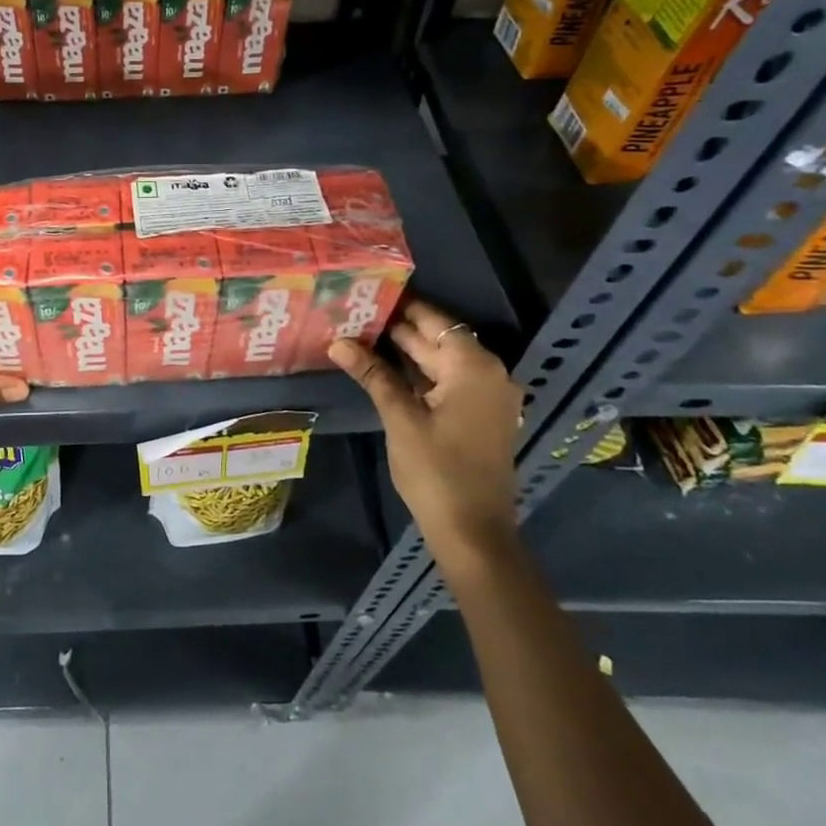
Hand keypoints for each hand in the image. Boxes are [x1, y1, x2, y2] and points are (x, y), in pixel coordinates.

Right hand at [329, 296, 522, 563]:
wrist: (473, 532)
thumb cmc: (436, 470)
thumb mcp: (400, 417)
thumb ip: (372, 374)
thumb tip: (338, 341)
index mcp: (473, 366)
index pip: (433, 321)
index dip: (400, 307)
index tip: (366, 293)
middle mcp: (487, 374)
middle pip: (437, 339)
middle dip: (397, 329)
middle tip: (354, 313)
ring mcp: (486, 397)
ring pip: (440, 362)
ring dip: (405, 352)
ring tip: (360, 336)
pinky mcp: (480, 416)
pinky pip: (447, 382)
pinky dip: (418, 374)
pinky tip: (384, 370)